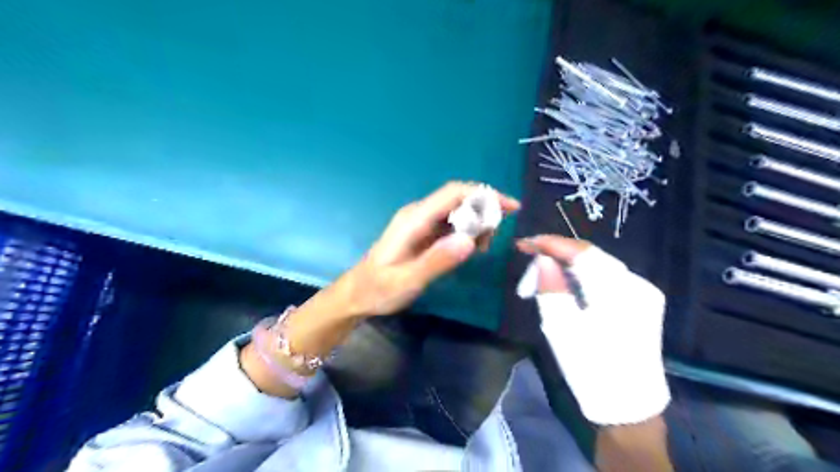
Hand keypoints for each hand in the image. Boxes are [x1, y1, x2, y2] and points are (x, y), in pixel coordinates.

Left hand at [341, 181, 518, 316]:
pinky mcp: (424, 233)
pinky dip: (468, 231)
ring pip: (459, 211)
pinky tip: (470, 250)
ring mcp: (421, 222)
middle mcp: (419, 214)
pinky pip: (453, 223)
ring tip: (481, 250)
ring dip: (477, 224)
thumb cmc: (378, 289)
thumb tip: (470, 241)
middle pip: (460, 199)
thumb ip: (436, 261)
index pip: (454, 193)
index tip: (511, 208)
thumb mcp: (407, 281)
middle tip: (490, 242)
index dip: (485, 195)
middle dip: (484, 212)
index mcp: (414, 219)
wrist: (357, 294)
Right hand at [516, 234, 667, 424]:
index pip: (582, 253)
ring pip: (598, 265)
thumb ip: (551, 289)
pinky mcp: (642, 302)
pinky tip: (565, 282)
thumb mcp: (562, 330)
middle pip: (591, 256)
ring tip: (541, 271)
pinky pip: (606, 277)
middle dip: (557, 253)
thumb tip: (542, 259)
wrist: (628, 407)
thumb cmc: (590, 370)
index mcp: (620, 293)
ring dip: (568, 264)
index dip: (551, 243)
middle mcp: (638, 285)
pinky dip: (582, 275)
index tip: (525, 243)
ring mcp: (644, 293)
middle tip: (528, 257)